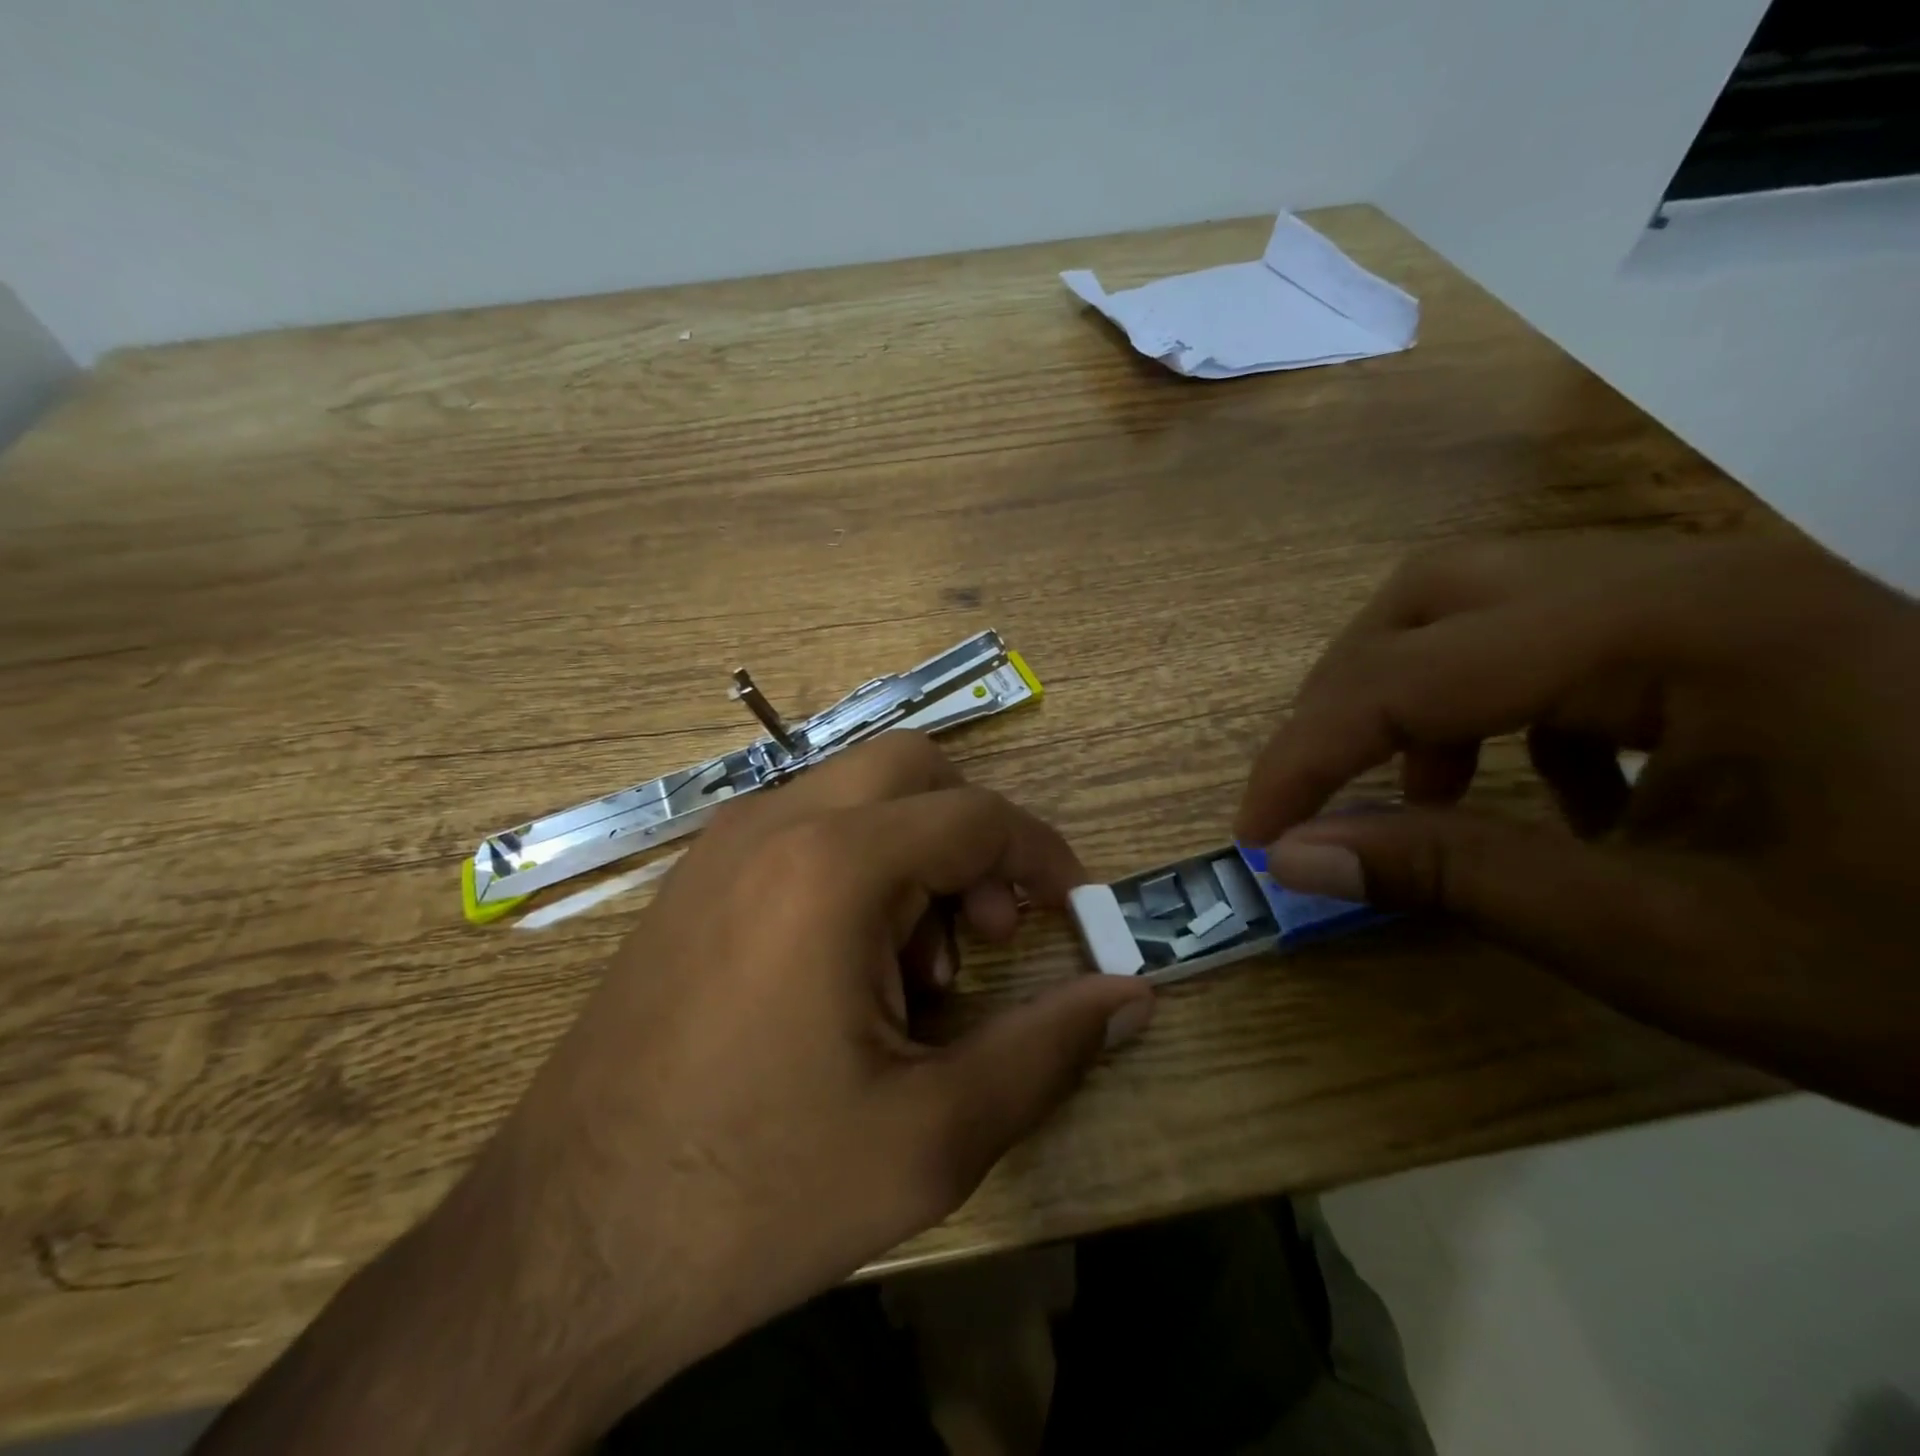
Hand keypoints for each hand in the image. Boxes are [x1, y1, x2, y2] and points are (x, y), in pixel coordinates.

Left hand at [195, 733, 1152, 1455]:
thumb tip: (1132, 995)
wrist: (560, 1251)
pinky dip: (853, 870)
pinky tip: (843, 975)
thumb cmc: (758, 1191)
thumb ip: (1048, 1050)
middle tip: (981, 934)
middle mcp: (771, 826)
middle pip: (912, 768)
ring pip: (854, 796)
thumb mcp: (932, 1135)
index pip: (977, 815)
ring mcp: (719, 848)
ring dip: (910, 855)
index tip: (1072, 912)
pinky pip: (801, 832)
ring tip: (909, 977)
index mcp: (833, 867)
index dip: (1043, 855)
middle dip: (971, 835)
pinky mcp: (691, 884)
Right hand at [1235, 533, 1919, 1123]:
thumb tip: (1297, 859)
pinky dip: (1500, 706)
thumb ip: (1455, 878)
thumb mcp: (1666, 941)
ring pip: (1483, 600)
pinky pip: (1555, 632)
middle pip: (1433, 594)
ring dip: (1417, 693)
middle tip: (1322, 788)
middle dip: (1348, 695)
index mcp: (1679, 630)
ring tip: (1428, 796)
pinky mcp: (1729, 623)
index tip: (1258, 834)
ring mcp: (1711, 588)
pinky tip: (1554, 791)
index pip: (1415, 674)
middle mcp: (1681, 573)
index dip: (1309, 755)